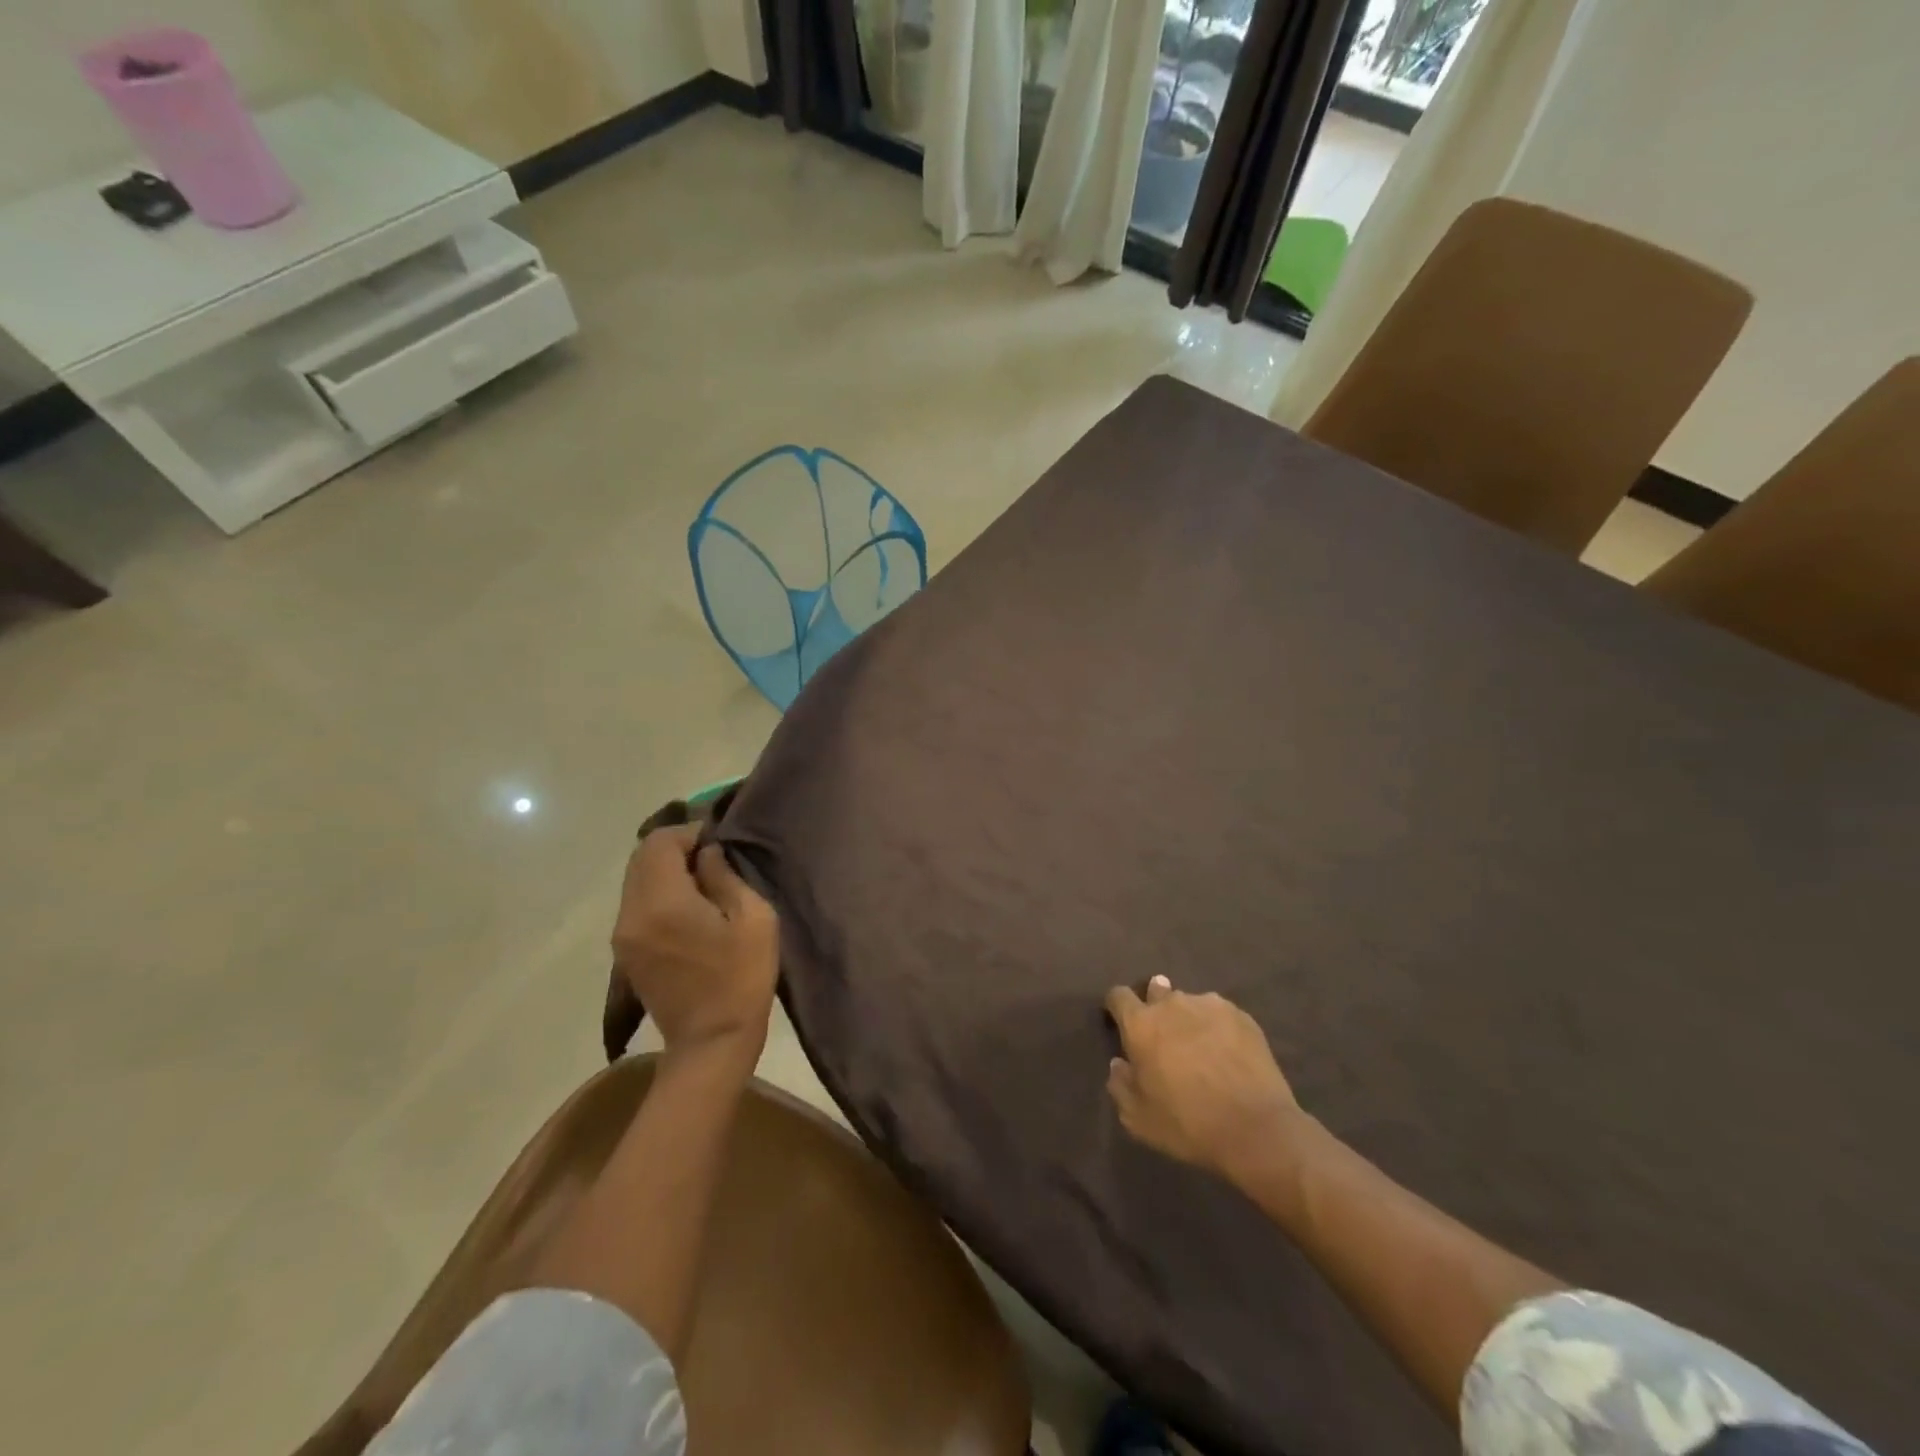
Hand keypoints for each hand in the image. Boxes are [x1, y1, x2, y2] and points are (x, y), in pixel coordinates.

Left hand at [611, 825, 778, 1061]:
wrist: (711, 1042)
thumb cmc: (741, 978)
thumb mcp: (753, 918)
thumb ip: (725, 876)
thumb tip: (707, 854)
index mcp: (663, 902)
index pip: (660, 842)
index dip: (689, 832)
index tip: (718, 841)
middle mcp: (632, 913)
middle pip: (640, 856)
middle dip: (674, 847)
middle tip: (711, 857)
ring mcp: (623, 935)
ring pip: (635, 879)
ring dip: (664, 869)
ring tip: (701, 880)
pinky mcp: (625, 951)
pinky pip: (636, 902)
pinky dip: (657, 890)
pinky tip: (687, 905)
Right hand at [1105, 976, 1301, 1180]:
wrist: (1255, 1129)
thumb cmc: (1188, 1124)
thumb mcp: (1138, 1119)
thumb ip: (1120, 1085)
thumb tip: (1119, 1064)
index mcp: (1141, 1024)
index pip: (1119, 996)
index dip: (1117, 1007)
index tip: (1121, 1023)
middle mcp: (1172, 1004)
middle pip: (1156, 991)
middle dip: (1156, 1008)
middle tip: (1165, 1038)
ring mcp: (1209, 1005)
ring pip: (1190, 1003)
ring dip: (1187, 1018)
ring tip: (1200, 1047)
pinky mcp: (1241, 1015)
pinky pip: (1219, 1013)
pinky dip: (1217, 1027)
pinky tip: (1227, 1053)